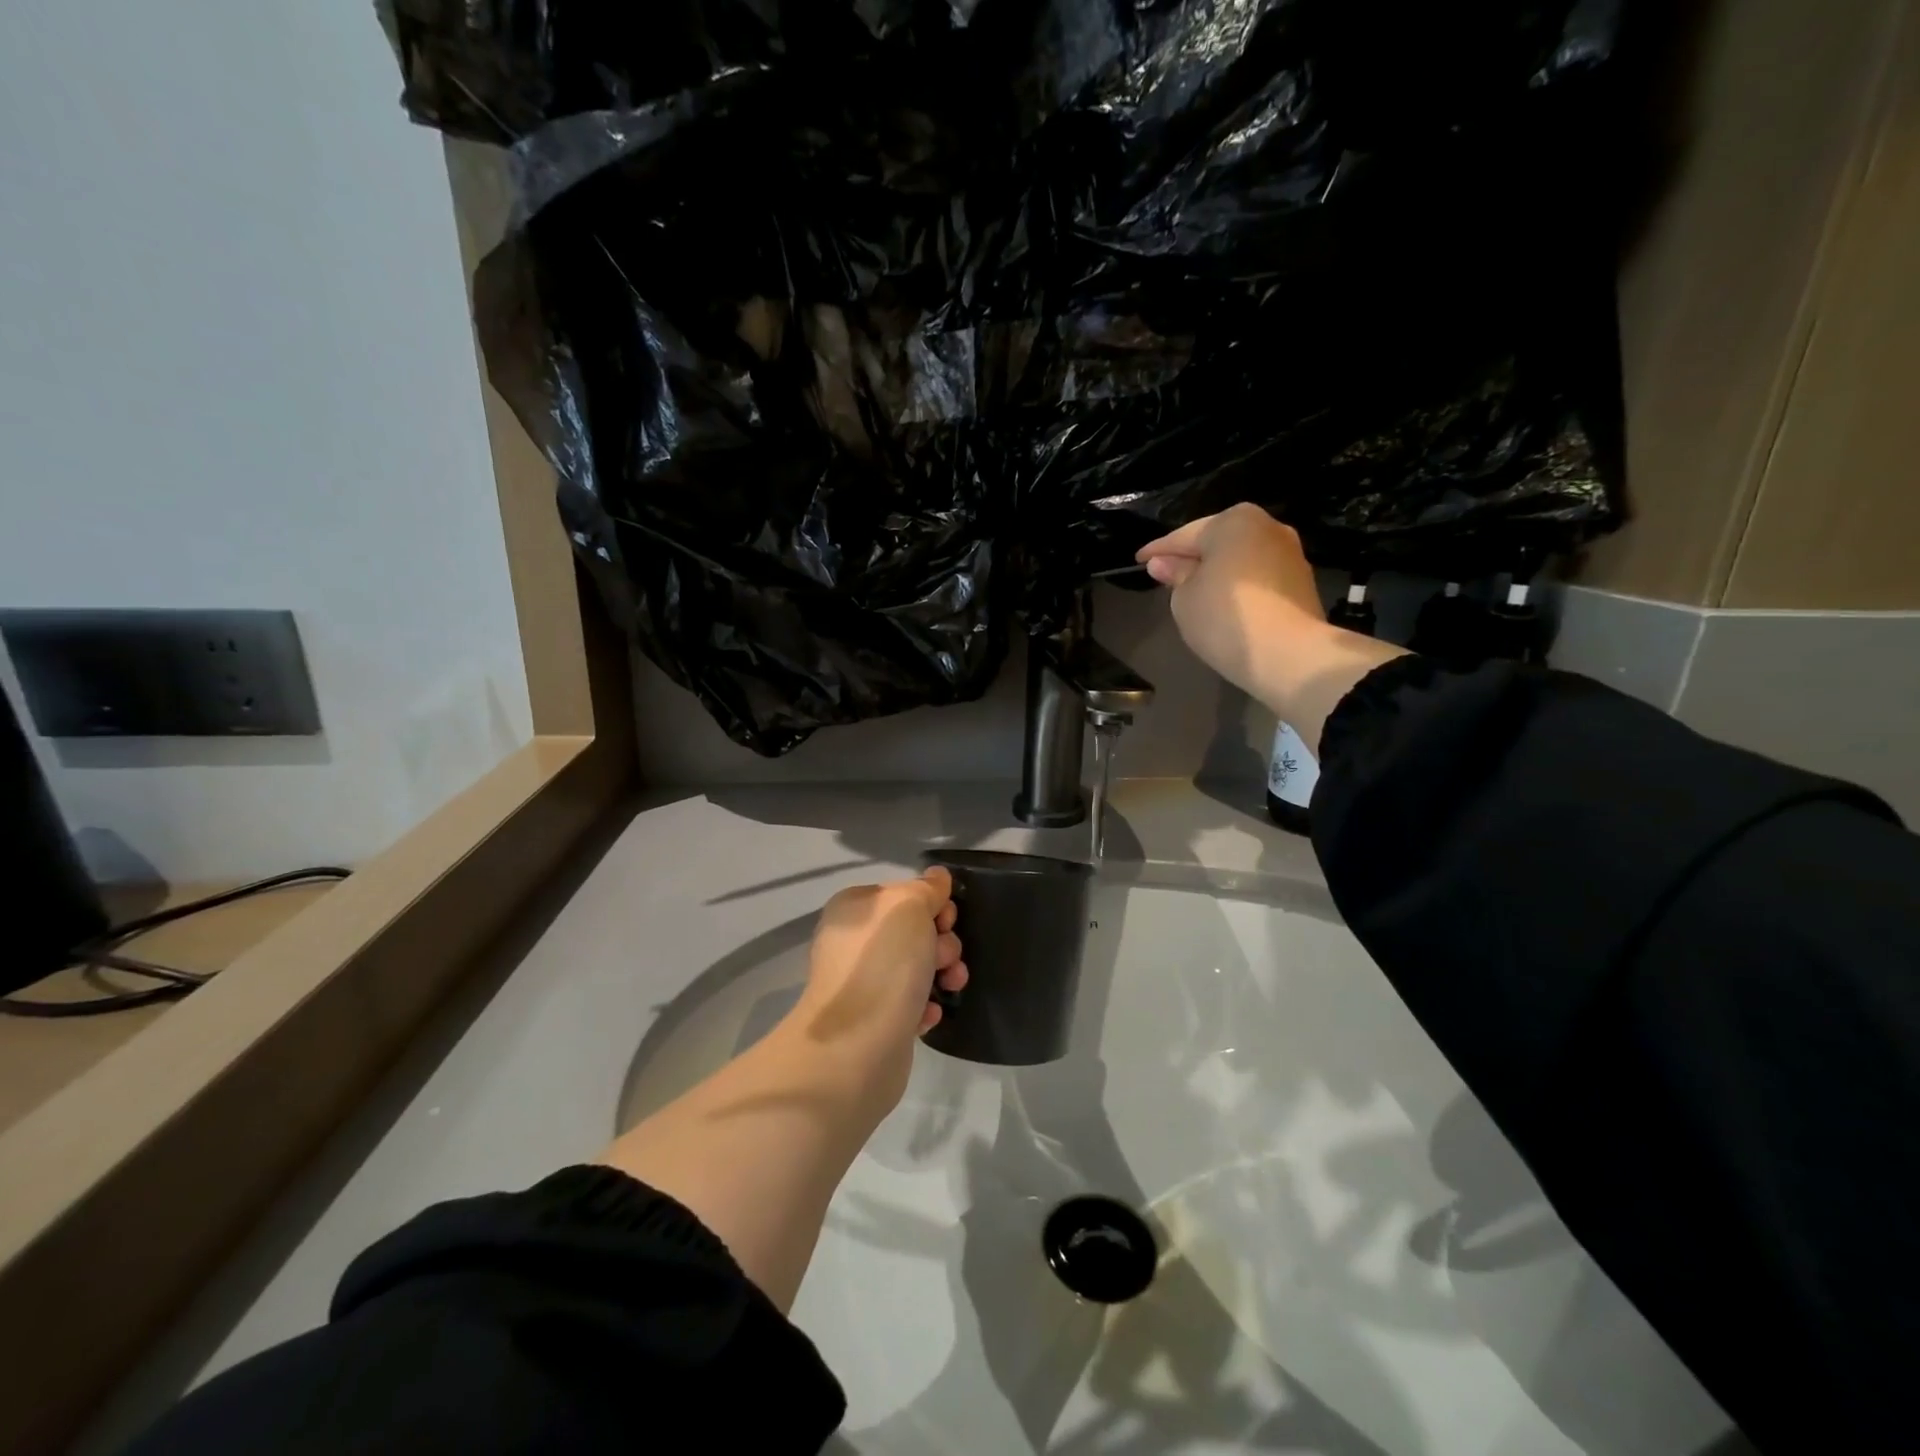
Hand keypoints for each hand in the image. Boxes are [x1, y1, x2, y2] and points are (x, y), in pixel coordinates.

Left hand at [785, 867, 967, 1108]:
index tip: (947, 919)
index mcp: (854, 909)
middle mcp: (853, 942)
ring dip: (942, 973)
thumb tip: (937, 877)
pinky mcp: (875, 1021)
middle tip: (945, 957)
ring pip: (917, 967)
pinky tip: (929, 1014)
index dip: (932, 903)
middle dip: (942, 941)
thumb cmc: (883, 963)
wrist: (857, 1047)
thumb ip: (926, 888)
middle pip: (914, 930)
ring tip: (950, 986)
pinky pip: (911, 1003)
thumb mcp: (908, 906)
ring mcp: (863, 983)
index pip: (903, 893)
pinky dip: (926, 1005)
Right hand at [1137, 503, 1405, 748]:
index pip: (1184, 536)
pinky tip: (1224, 604)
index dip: (1157, 551)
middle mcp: (1267, 527)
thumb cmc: (1225, 618)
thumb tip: (1164, 564)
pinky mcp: (1302, 582)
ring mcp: (1290, 553)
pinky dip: (1239, 586)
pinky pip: (1258, 577)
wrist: (1289, 654)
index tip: (1139, 560)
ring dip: (1218, 571)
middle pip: (1217, 542)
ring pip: (1240, 558)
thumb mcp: (1184, 599)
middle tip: (1166, 575)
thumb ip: (1174, 576)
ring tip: (1195, 592)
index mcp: (1233, 521)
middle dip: (1192, 558)